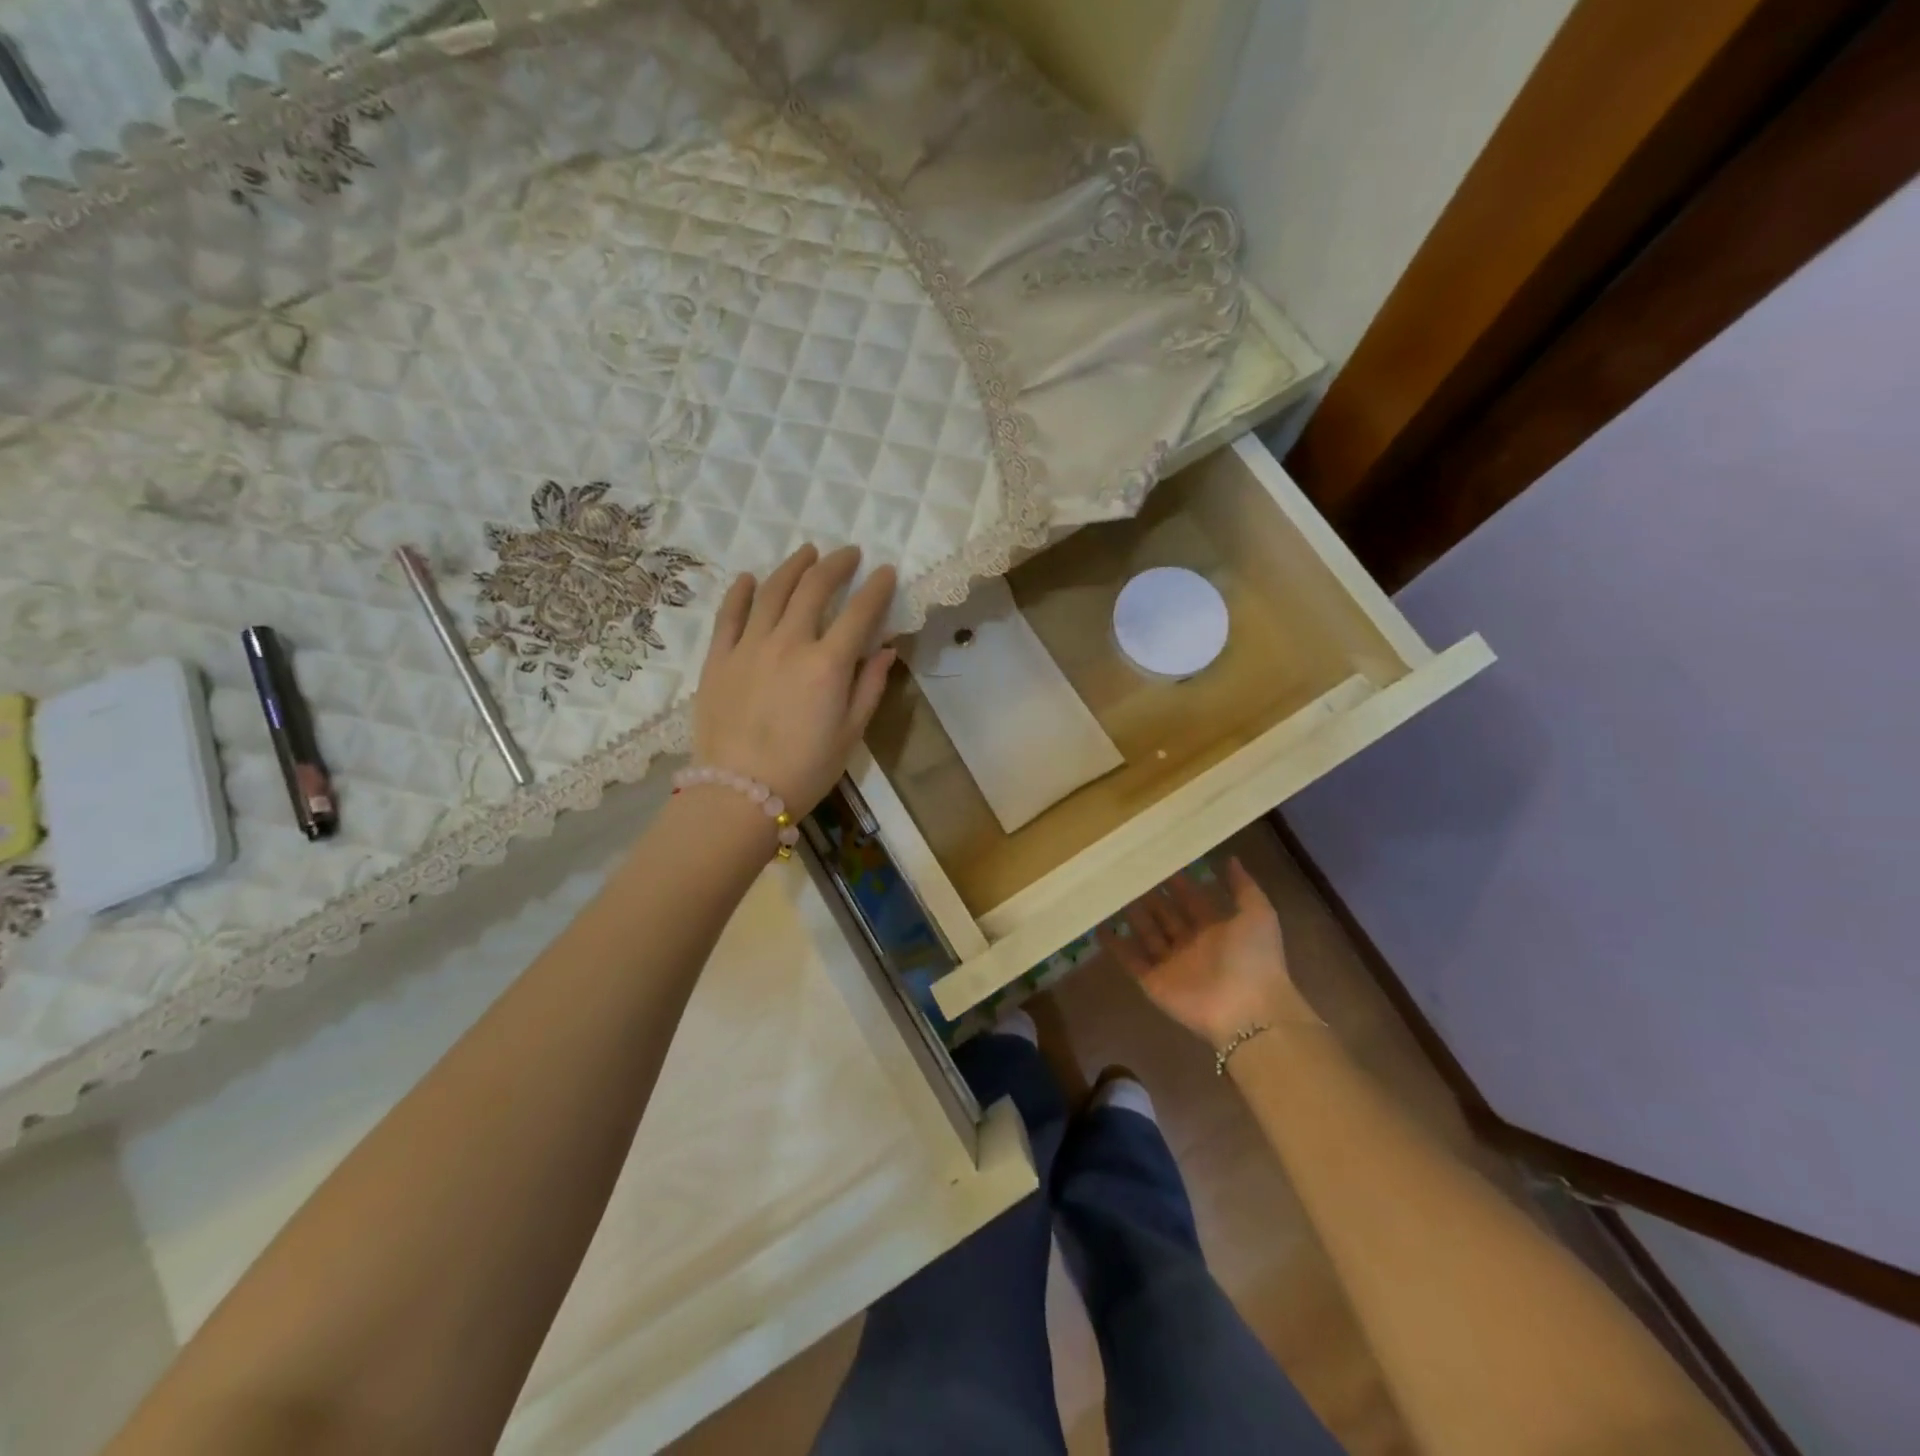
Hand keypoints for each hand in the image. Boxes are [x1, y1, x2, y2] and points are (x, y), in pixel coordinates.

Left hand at [693, 543, 897, 816]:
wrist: (739, 794)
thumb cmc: (806, 770)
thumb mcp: (851, 733)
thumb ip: (870, 686)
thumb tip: (886, 650)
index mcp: (828, 664)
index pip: (859, 612)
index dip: (876, 587)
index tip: (886, 571)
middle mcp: (789, 643)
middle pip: (814, 588)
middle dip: (835, 565)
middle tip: (848, 553)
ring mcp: (748, 647)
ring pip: (771, 591)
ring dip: (793, 567)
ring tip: (807, 552)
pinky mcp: (718, 659)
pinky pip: (729, 615)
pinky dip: (740, 591)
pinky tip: (750, 578)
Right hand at [1099, 859, 1315, 1050]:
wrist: (1247, 1011)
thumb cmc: (1254, 958)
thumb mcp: (1258, 914)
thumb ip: (1244, 886)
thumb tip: (1231, 858)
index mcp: (1216, 929)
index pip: (1192, 900)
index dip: (1178, 882)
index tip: (1159, 859)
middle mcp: (1192, 944)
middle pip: (1166, 915)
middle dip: (1151, 895)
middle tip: (1129, 871)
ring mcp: (1171, 964)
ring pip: (1147, 933)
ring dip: (1132, 914)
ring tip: (1111, 890)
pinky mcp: (1153, 981)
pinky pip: (1130, 959)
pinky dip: (1114, 945)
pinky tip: (1098, 925)